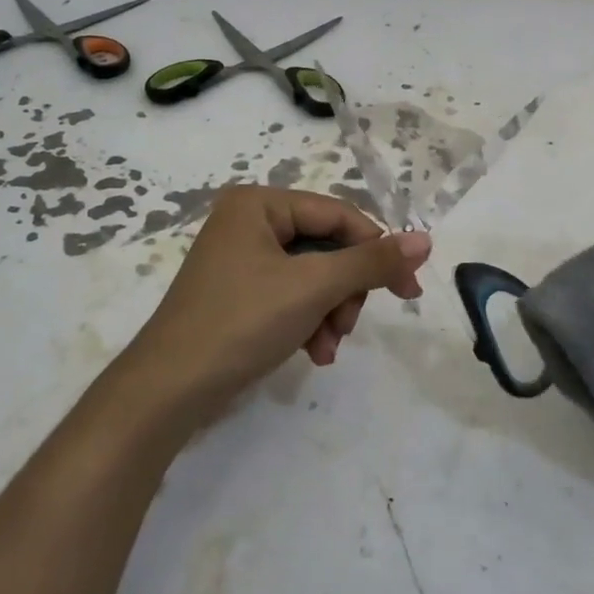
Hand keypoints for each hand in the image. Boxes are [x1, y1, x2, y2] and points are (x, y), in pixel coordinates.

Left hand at [124, 186, 430, 427]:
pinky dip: (309, 321)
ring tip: (328, 347)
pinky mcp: (239, 293)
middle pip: (326, 247)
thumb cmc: (241, 322)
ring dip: (330, 311)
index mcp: (259, 203)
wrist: (168, 391)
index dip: (378, 249)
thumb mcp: (313, 287)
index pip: (338, 215)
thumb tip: (425, 239)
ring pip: (313, 275)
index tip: (410, 290)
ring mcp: (242, 258)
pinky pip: (292, 295)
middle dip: (344, 291)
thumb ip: (371, 261)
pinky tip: (314, 352)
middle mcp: (248, 221)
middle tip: (348, 325)